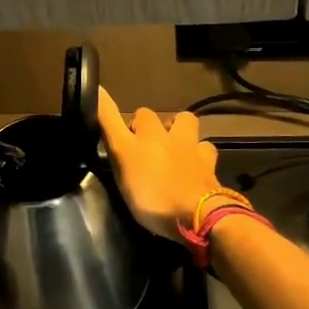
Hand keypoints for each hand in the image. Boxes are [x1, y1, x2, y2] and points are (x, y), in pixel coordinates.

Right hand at [96, 88, 223, 240]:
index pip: (114, 116)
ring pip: (185, 122)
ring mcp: (189, 148)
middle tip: (140, 143)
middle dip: (145, 124)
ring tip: (173, 144)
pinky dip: (200, 151)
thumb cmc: (153, 196)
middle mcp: (164, 136)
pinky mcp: (208, 163)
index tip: (99, 98)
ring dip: (178, 128)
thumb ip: (112, 135)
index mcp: (140, 140)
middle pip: (150, 116)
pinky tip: (196, 161)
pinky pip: (205, 148)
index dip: (105, 106)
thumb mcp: (122, 168)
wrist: (198, 215)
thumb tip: (100, 93)